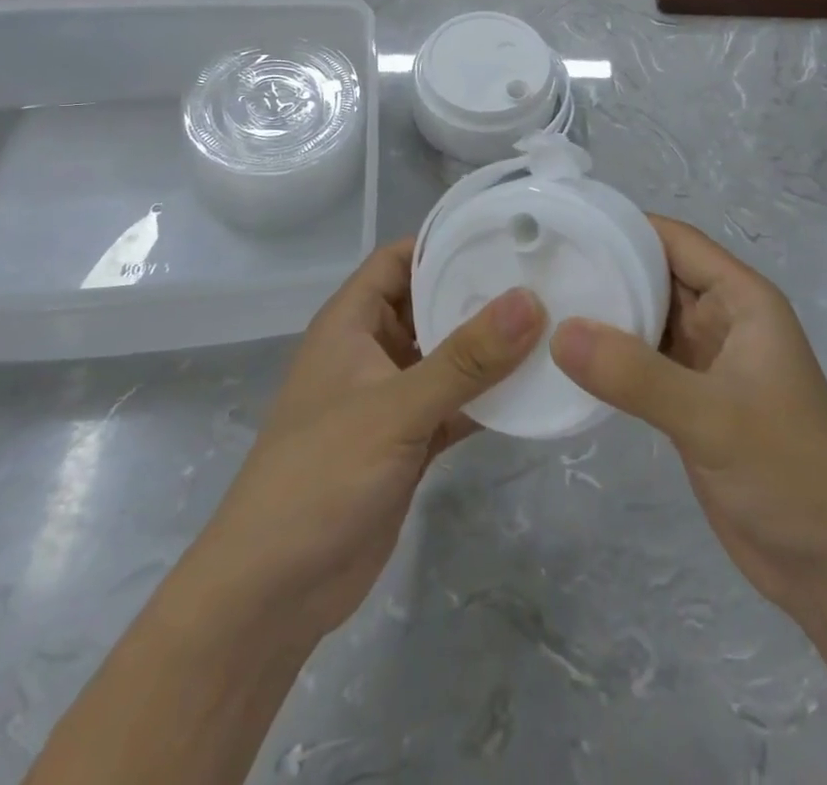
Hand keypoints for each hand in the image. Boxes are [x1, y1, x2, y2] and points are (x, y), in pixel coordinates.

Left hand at [198, 239, 543, 641]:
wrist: (272, 594)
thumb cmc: (320, 476)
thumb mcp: (395, 409)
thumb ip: (465, 359)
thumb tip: (529, 300)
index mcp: (351, 323)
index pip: (399, 259)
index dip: (444, 241)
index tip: (504, 232)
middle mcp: (371, 351)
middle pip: (430, 304)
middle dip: (480, 293)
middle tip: (546, 278)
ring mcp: (390, 399)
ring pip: (448, 358)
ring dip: (490, 350)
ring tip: (553, 327)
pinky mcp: (408, 443)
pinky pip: (456, 405)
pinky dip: (488, 399)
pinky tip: (534, 392)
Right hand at [550, 217, 826, 621]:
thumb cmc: (786, 473)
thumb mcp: (710, 417)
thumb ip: (634, 374)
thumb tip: (559, 332)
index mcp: (742, 299)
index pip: (675, 240)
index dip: (624, 226)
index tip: (566, 224)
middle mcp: (724, 318)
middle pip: (657, 274)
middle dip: (606, 266)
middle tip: (538, 265)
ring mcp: (706, 360)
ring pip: (648, 317)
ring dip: (605, 311)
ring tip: (541, 302)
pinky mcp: (690, 398)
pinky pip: (643, 360)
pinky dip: (610, 355)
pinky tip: (567, 357)